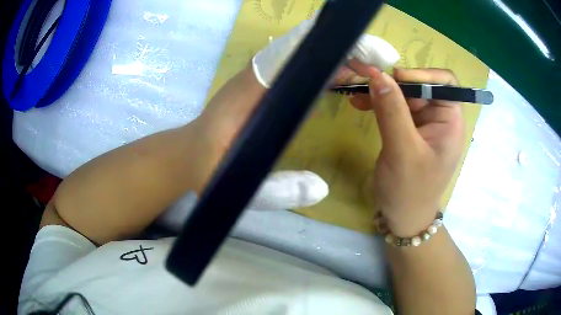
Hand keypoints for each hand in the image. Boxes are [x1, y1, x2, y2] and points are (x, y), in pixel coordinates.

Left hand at [198, 16, 400, 215]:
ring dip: (339, 56)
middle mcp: (257, 77)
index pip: (289, 53)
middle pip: (305, 48)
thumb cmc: (204, 169)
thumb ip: (272, 191)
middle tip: (381, 62)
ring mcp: (262, 79)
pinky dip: (326, 67)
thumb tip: (320, 188)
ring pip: (305, 55)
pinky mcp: (267, 86)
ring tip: (372, 69)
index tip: (368, 54)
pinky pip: (301, 68)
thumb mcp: (232, 186)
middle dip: (345, 49)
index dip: (329, 47)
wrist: (187, 155)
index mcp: (247, 91)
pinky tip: (346, 77)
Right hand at [350, 68, 464, 236]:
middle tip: (362, 78)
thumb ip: (392, 112)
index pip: (445, 83)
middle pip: (419, 85)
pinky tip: (359, 104)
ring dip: (380, 91)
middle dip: (393, 81)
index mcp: (450, 121)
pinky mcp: (406, 130)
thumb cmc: (410, 191)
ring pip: (402, 95)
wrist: (402, 219)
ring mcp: (422, 124)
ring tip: (355, 92)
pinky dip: (376, 103)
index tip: (396, 78)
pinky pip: (392, 108)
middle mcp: (438, 118)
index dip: (422, 74)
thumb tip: (378, 75)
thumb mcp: (403, 152)